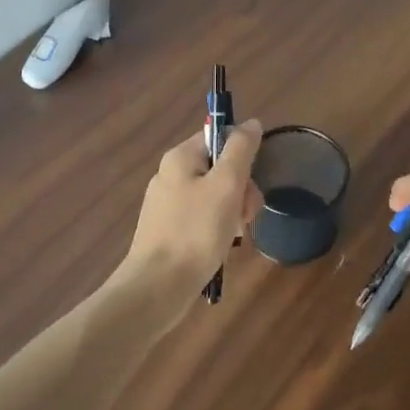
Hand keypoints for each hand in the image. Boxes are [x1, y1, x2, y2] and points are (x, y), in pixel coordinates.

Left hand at [117, 120, 263, 308]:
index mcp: (179, 158)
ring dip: (233, 212)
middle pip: (220, 168)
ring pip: (215, 196)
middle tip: (246, 215)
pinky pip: (203, 219)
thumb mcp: (226, 185)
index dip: (242, 156)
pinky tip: (223, 246)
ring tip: (236, 235)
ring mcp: (168, 205)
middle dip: (241, 190)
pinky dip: (218, 229)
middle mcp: (170, 175)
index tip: (251, 182)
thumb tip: (251, 123)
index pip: (219, 138)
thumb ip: (241, 150)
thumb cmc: (195, 231)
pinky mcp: (169, 231)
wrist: (158, 286)